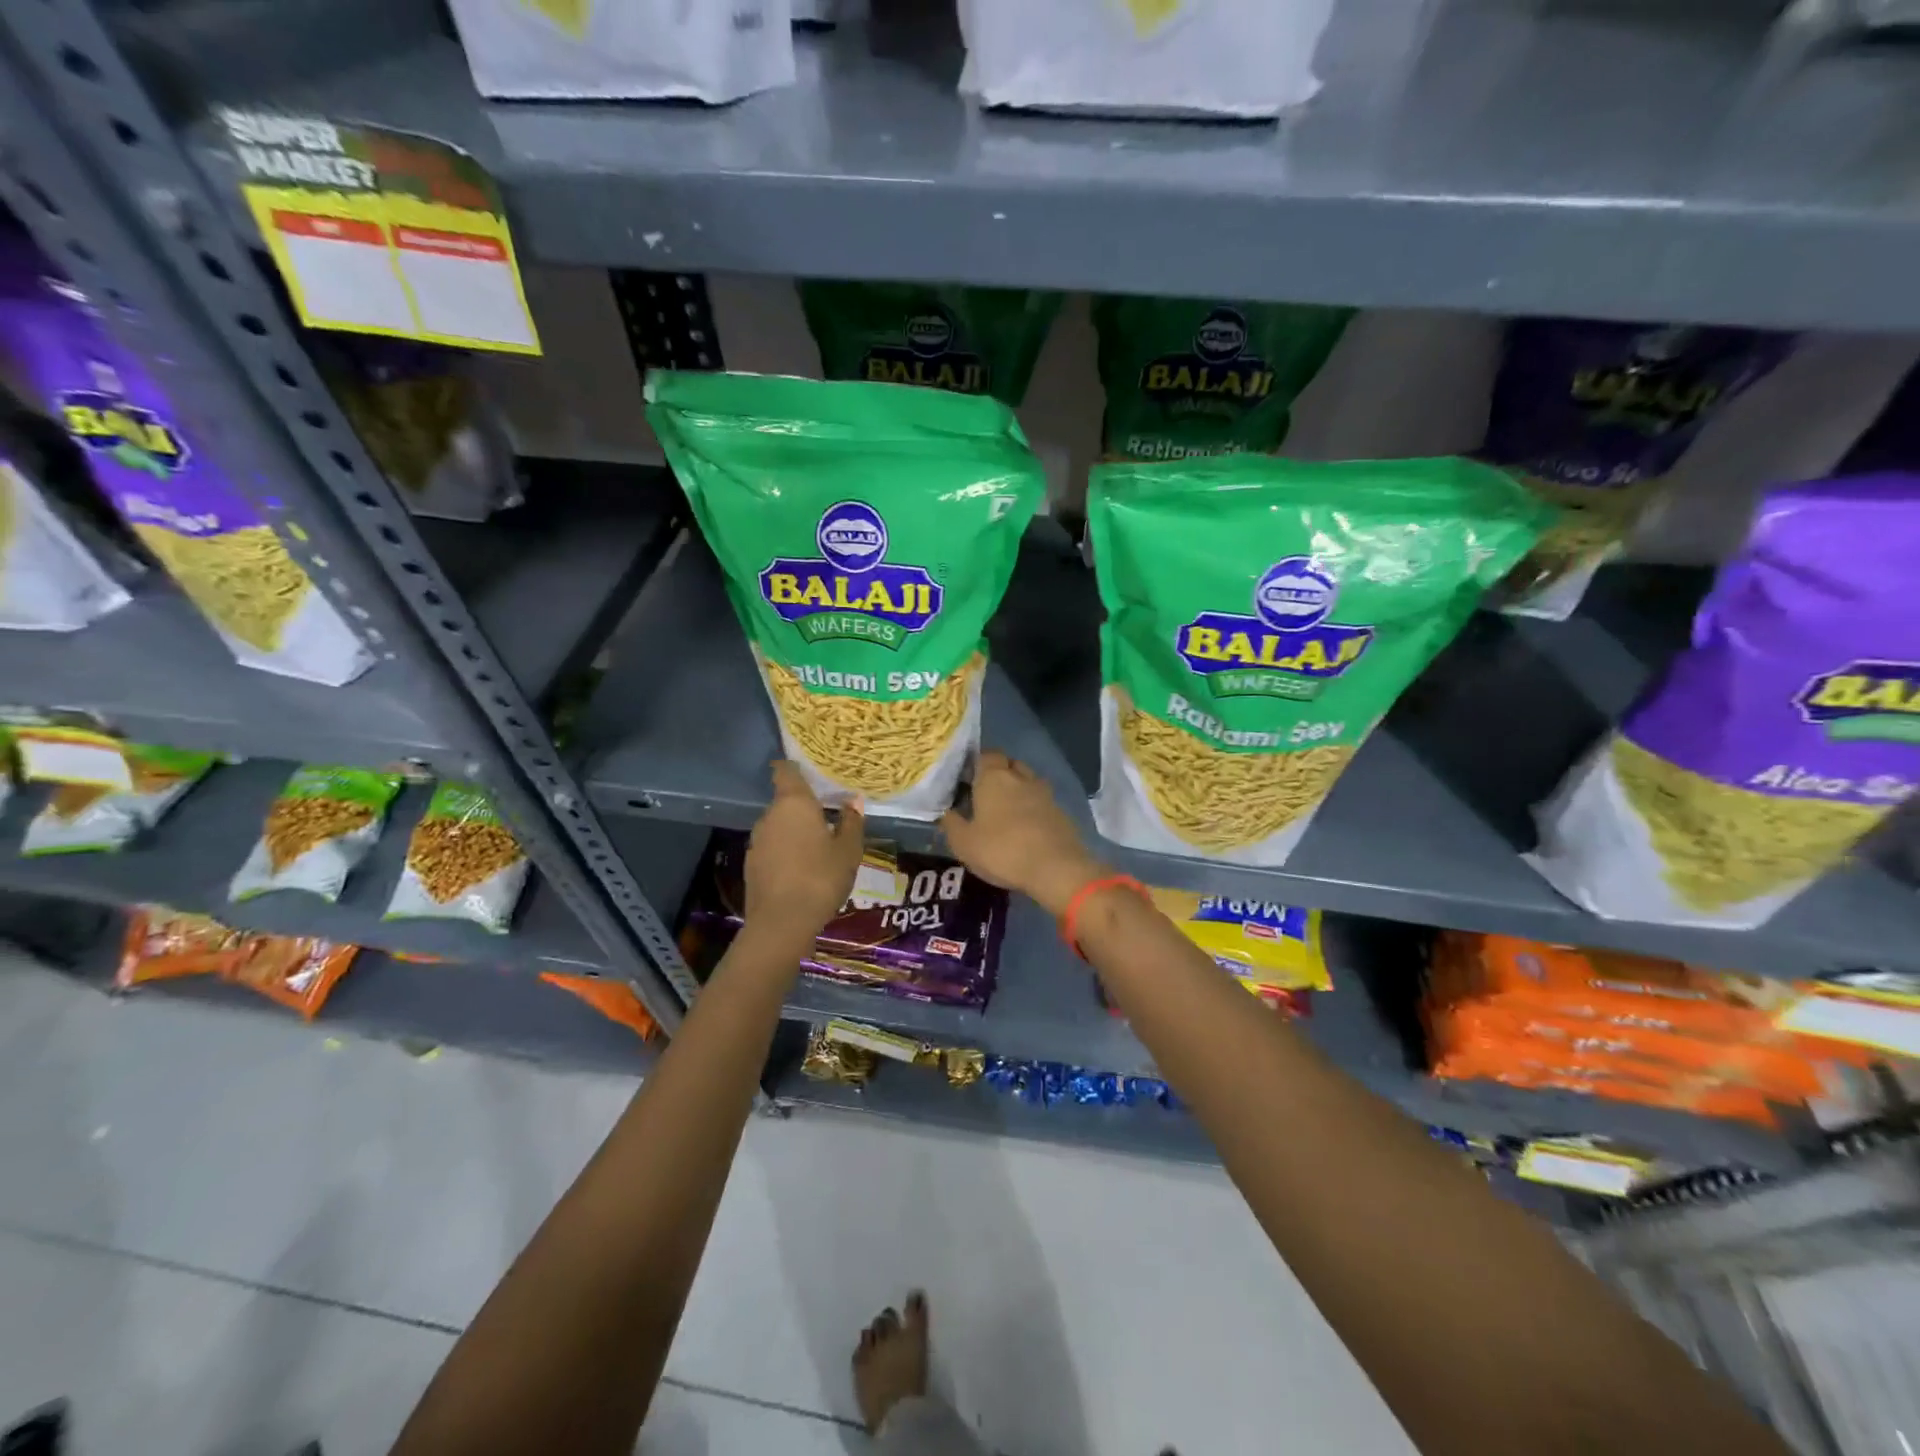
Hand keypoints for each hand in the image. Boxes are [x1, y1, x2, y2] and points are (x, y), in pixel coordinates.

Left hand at [745, 761, 865, 941]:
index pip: (785, 771)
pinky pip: (772, 849)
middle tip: (828, 819)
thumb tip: (853, 801)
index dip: (794, 768)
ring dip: (795, 833)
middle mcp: (770, 816)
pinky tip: (802, 871)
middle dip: (804, 809)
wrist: (781, 923)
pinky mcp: (751, 865)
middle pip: (785, 802)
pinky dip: (785, 853)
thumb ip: (851, 823)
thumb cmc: (821, 878)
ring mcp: (757, 841)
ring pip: (778, 827)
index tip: (808, 772)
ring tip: (818, 849)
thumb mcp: (848, 851)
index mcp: (794, 804)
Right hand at [940, 751, 1106, 915]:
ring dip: (1019, 790)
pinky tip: (1028, 829)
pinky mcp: (1062, 812)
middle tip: (987, 796)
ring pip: (1029, 781)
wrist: (1056, 868)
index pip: (987, 754)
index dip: (978, 763)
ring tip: (1007, 812)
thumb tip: (946, 811)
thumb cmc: (1002, 851)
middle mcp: (1021, 777)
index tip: (969, 779)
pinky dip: (1035, 809)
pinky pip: (1043, 802)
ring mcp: (1045, 793)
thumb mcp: (964, 843)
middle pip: (1010, 764)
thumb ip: (951, 823)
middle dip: (1000, 774)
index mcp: (994, 778)